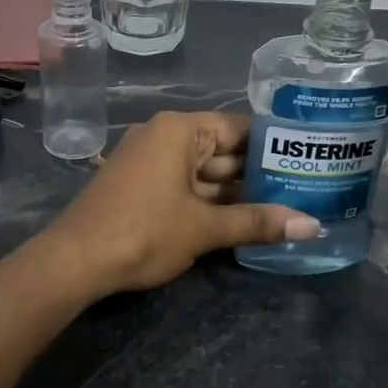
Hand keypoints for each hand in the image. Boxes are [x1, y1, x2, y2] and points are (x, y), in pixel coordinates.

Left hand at [40, 112, 319, 295]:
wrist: (74, 261)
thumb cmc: (144, 231)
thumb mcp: (204, 228)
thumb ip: (258, 223)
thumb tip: (313, 227)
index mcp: (179, 131)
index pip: (238, 127)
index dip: (273, 144)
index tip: (306, 158)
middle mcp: (164, 137)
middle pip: (222, 150)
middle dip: (258, 174)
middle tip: (305, 188)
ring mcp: (149, 162)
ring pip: (204, 173)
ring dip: (236, 192)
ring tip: (285, 206)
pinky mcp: (141, 187)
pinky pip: (186, 186)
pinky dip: (211, 202)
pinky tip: (243, 219)